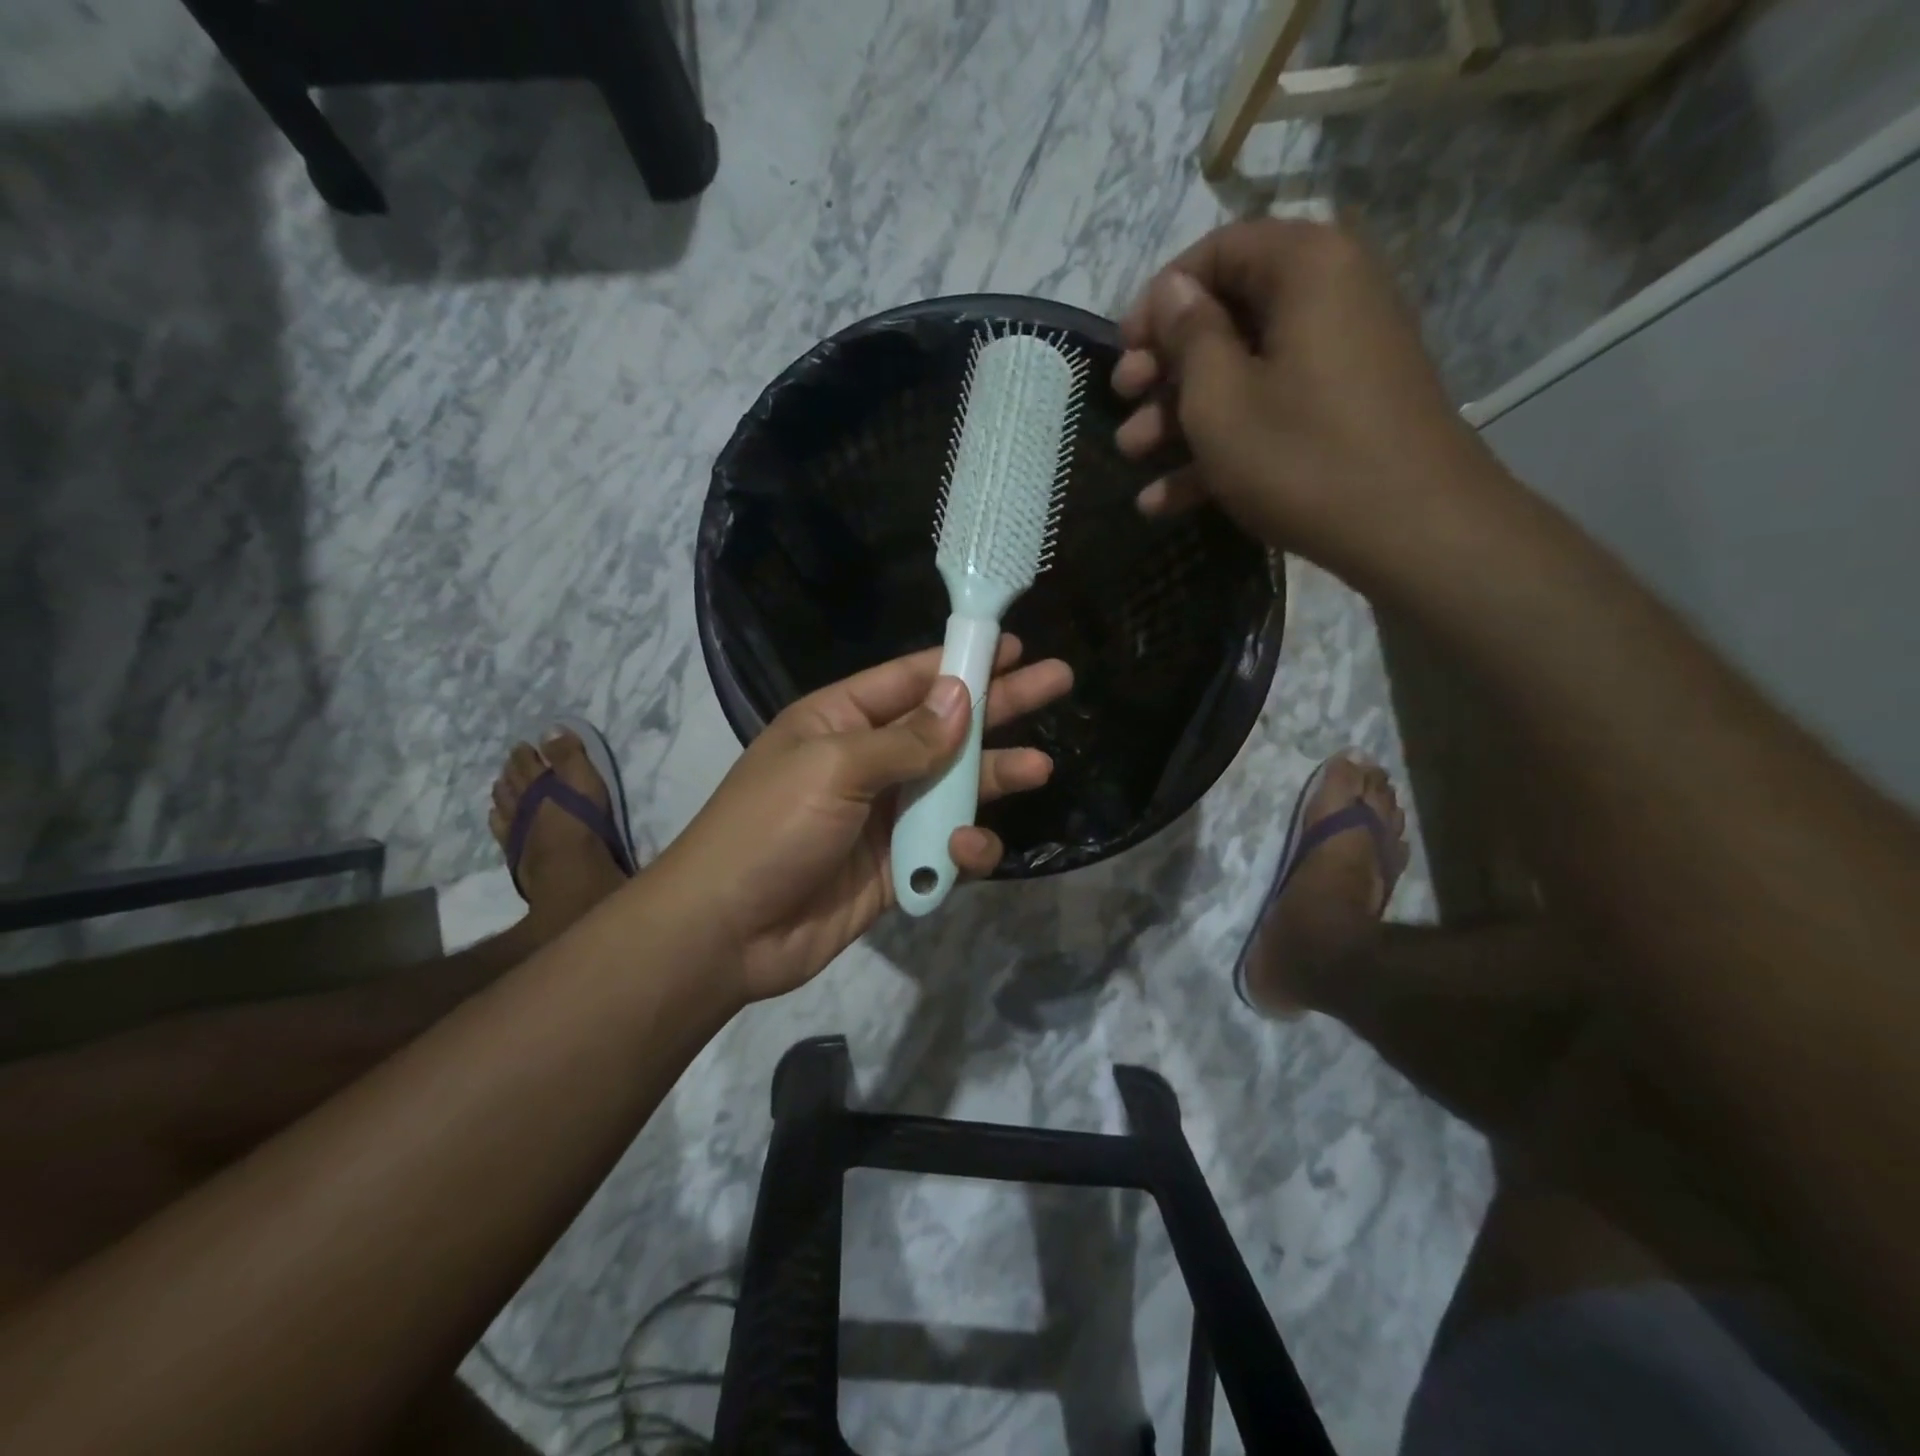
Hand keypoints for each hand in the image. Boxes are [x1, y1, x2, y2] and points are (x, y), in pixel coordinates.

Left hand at [658, 638, 1071, 1002]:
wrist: (728, 932)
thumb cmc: (770, 828)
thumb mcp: (833, 767)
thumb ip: (905, 739)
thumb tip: (960, 698)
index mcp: (841, 721)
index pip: (911, 680)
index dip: (961, 661)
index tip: (1011, 646)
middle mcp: (868, 760)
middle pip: (946, 726)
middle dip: (1000, 706)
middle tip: (1058, 681)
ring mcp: (885, 814)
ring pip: (954, 786)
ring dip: (995, 777)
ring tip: (1041, 767)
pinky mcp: (897, 864)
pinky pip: (945, 845)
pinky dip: (962, 847)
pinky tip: (965, 849)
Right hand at [1112, 218, 1505, 580]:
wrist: (1412, 530)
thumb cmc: (1302, 455)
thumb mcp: (1221, 399)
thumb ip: (1188, 336)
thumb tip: (1172, 290)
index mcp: (1306, 268)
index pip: (1218, 251)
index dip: (1160, 298)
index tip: (1124, 348)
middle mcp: (1329, 298)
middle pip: (1228, 316)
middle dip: (1164, 366)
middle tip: (1124, 403)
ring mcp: (1338, 361)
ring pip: (1242, 373)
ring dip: (1180, 416)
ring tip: (1134, 456)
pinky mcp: (1340, 413)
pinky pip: (1270, 413)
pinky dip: (1220, 448)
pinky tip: (1164, 498)